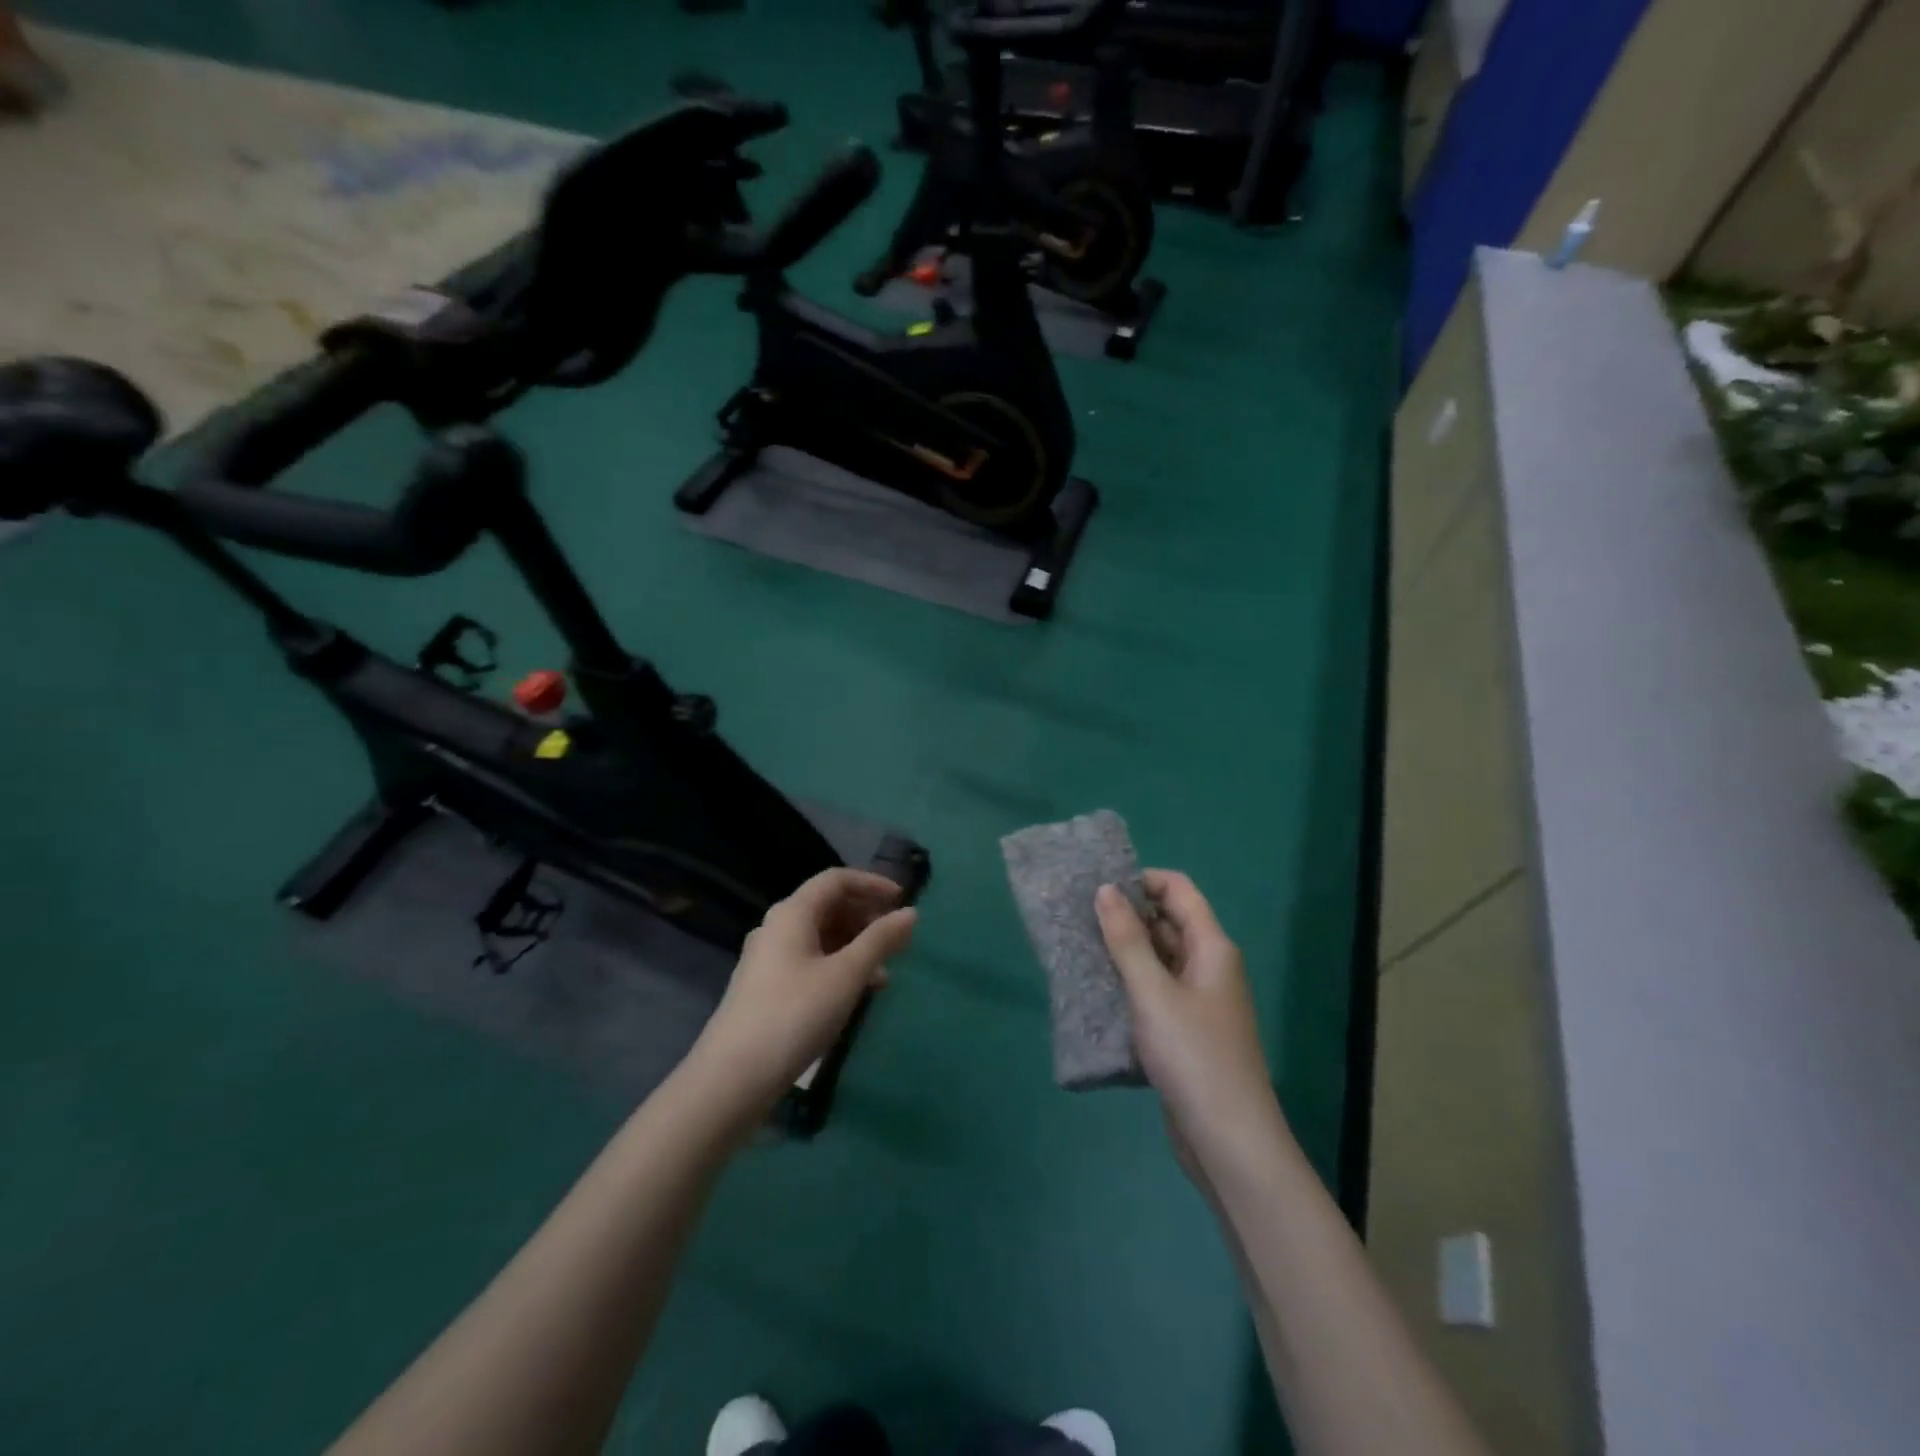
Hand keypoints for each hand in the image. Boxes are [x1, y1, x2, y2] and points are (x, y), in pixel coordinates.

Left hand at [691, 868, 917, 1120]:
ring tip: (884, 973)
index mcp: (792, 913)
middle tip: (897, 938)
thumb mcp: (846, 975)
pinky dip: (837, 967)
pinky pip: (809, 962)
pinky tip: (856, 994)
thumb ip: (880, 940)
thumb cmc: (794, 1015)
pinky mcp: (766, 989)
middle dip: (866, 917)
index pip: (835, 880)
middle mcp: (776, 928)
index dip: (872, 884)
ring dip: (854, 946)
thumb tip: (911, 913)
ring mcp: (767, 960)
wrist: (732, 1078)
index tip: (902, 901)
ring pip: (820, 937)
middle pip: (827, 906)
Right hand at [1095, 871, 1284, 1172]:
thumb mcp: (1153, 992)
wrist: (1229, 1141)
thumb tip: (1106, 889)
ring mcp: (1199, 1001)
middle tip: (1079, 916)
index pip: (1179, 890)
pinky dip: (1130, 985)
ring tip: (1079, 947)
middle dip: (1127, 915)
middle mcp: (1209, 966)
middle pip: (1168, 923)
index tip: (1100, 887)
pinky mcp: (1186, 1032)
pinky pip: (1156, 992)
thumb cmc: (1194, 1056)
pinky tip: (1097, 990)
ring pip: (1159, 959)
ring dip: (1125, 951)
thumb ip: (1127, 940)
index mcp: (1212, 947)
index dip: (1142, 880)